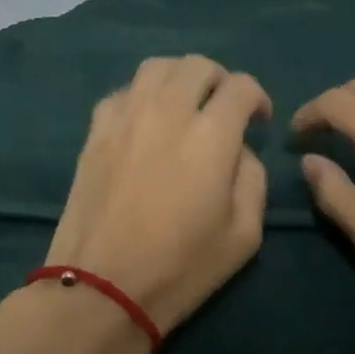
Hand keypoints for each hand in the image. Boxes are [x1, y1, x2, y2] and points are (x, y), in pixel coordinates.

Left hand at [44, 55, 271, 334]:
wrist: (102, 288)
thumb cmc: (181, 267)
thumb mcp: (245, 234)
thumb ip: (252, 177)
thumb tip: (239, 149)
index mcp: (211, 135)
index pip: (241, 86)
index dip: (258, 97)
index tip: (258, 121)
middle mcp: (168, 112)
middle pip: (198, 65)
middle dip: (220, 80)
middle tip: (223, 109)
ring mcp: (126, 117)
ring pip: (157, 66)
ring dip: (179, 78)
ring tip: (184, 105)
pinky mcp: (96, 131)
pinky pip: (123, 91)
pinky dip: (142, 96)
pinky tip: (145, 123)